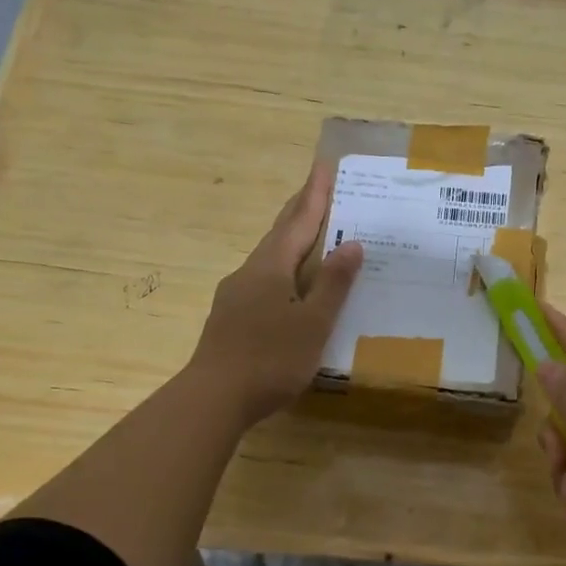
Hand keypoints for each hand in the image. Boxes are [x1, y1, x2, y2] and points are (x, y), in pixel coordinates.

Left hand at [188, 163, 362, 426]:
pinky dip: (284, 269)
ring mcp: (235, 295)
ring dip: (291, 241)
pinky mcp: (230, 317)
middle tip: (319, 190)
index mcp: (271, 267)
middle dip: (300, 210)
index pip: (298, 221)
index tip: (324, 166)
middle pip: (279, 233)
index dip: (314, 195)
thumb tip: (351, 243)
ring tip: (313, 236)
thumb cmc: (270, 359)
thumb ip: (333, 284)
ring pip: (269, 258)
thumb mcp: (313, 323)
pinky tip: (291, 286)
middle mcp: (249, 272)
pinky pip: (264, 280)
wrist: (213, 398)